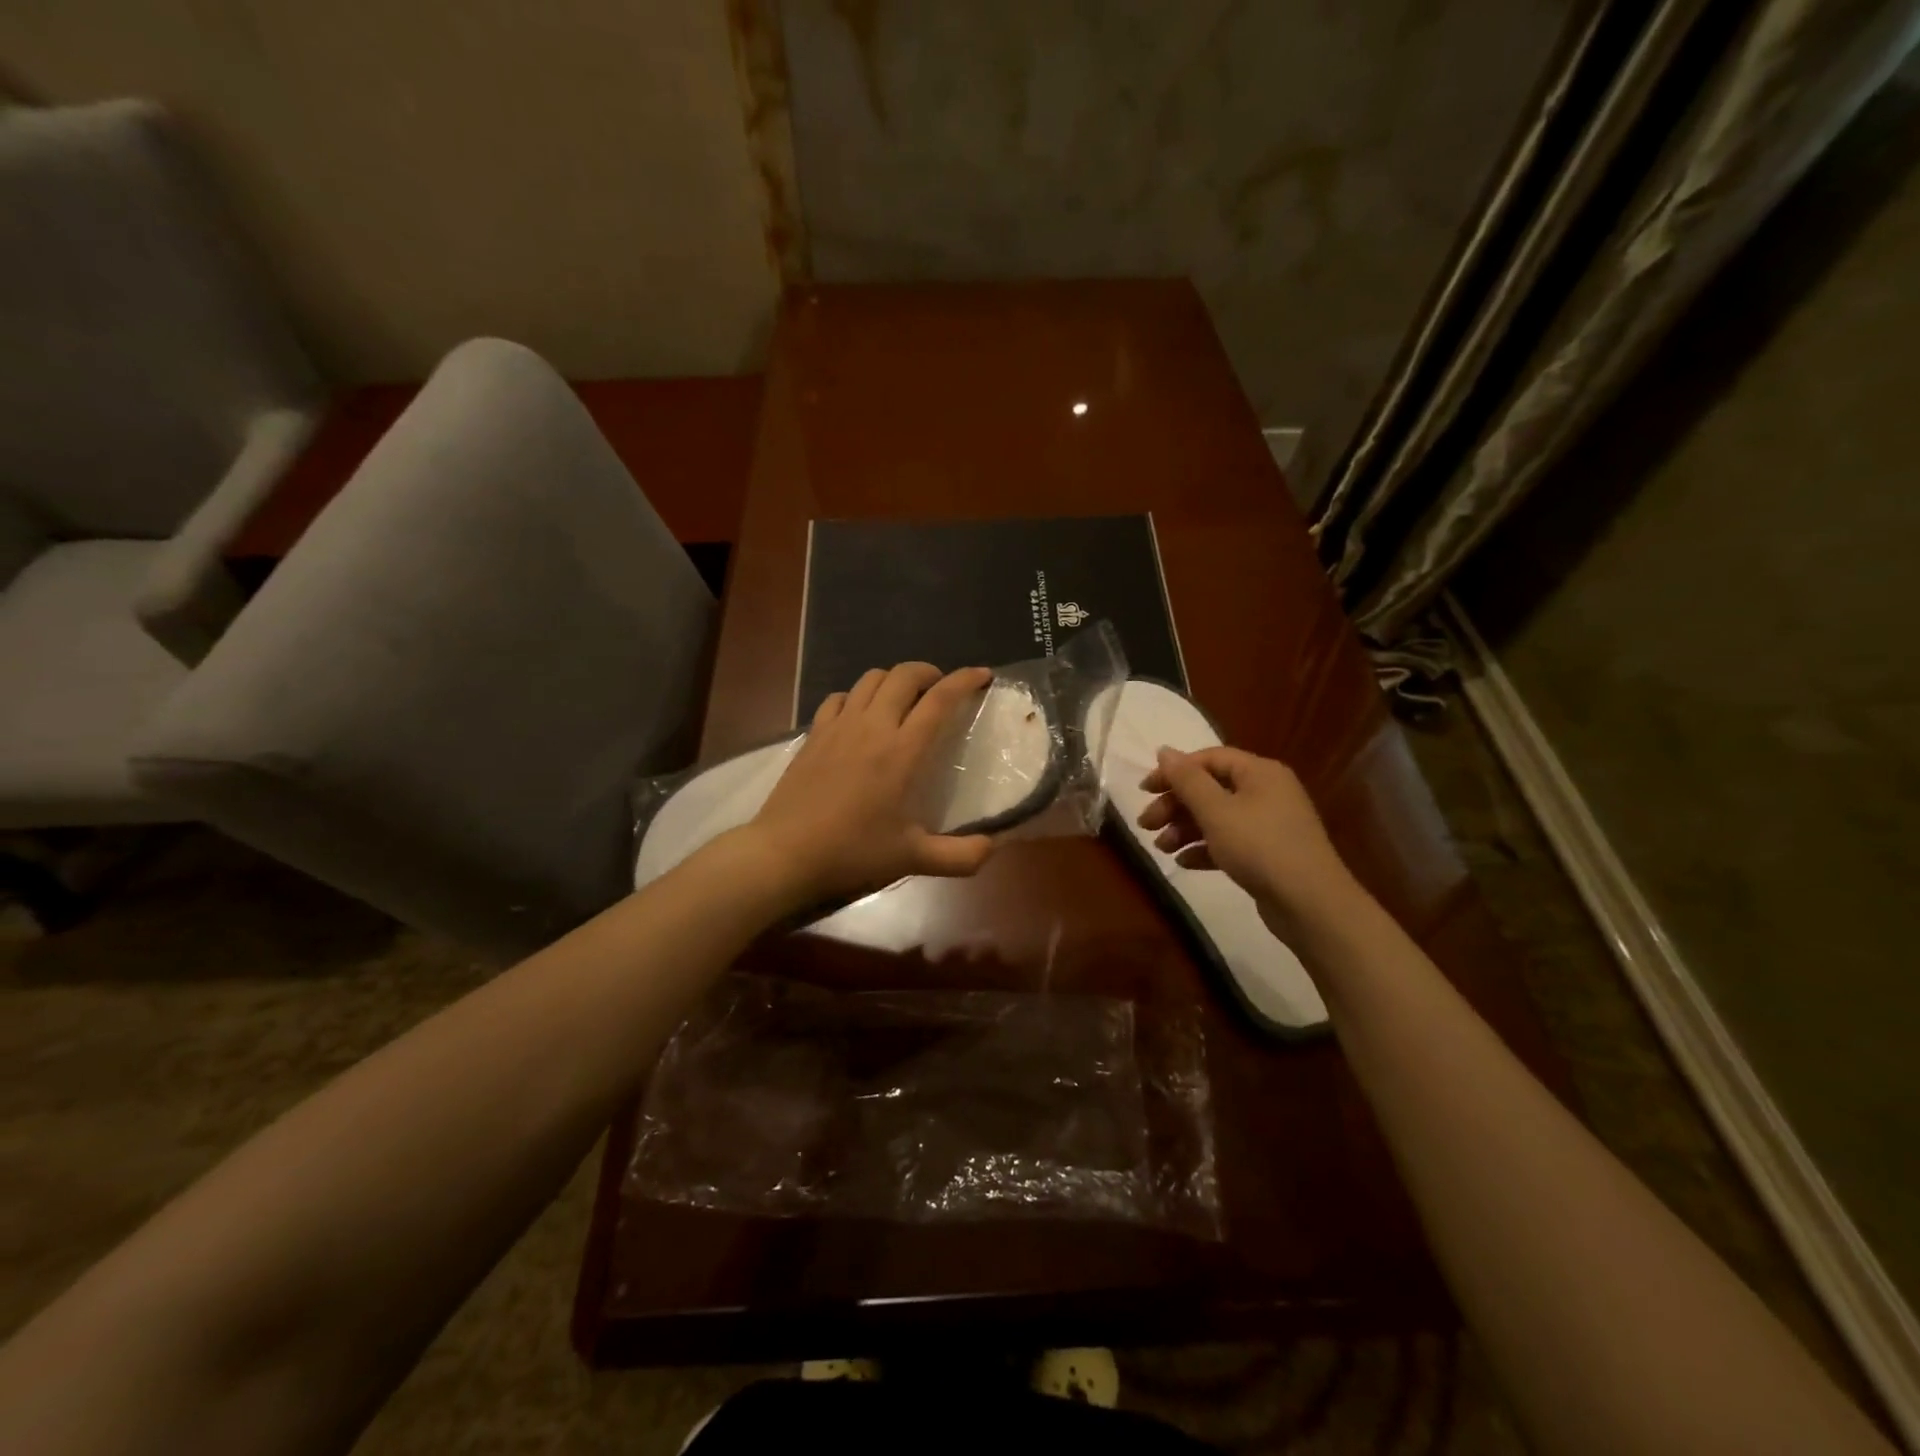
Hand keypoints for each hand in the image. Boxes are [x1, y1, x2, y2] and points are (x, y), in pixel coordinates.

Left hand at [742, 662, 997, 903]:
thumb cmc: (853, 853)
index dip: (965, 680)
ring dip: (893, 680)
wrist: (785, 854)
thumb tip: (993, 848)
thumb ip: (960, 856)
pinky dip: (856, 696)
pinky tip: (859, 715)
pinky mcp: (813, 734)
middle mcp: (872, 726)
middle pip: (904, 675)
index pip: (940, 699)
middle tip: (940, 689)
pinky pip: (838, 697)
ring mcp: (838, 726)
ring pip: (870, 679)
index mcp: (902, 751)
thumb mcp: (913, 859)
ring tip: (903, 698)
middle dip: (929, 672)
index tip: (982, 674)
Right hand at [1137, 746, 1359, 938]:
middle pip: (1210, 788)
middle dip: (1175, 805)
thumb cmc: (1259, 847)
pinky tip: (1184, 863)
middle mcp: (1266, 791)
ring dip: (1184, 829)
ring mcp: (1269, 824)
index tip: (1144, 791)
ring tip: (1162, 848)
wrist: (1310, 905)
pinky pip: (1229, 842)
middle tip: (1146, 825)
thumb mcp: (1216, 811)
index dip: (1174, 771)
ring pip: (1217, 817)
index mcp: (1259, 772)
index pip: (1208, 759)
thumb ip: (1187, 780)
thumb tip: (1164, 750)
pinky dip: (1204, 848)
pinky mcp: (1268, 854)